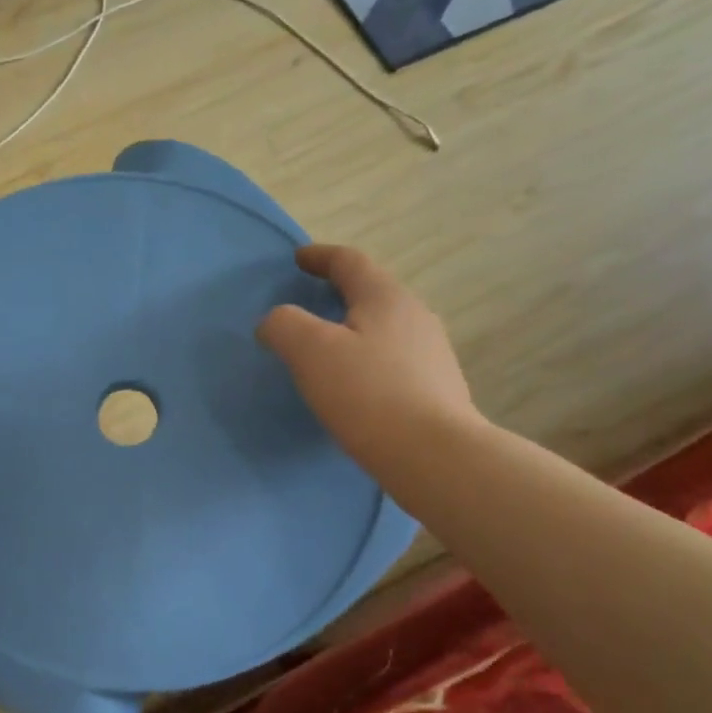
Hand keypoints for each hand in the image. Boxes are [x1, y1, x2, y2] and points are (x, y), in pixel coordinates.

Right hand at [257, 244, 481, 471]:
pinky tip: (355, 384)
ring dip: (354, 327)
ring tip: (328, 347)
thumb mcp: (310, 351)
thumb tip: (275, 322)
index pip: (349, 262)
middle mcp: (415, 315)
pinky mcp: (437, 388)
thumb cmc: (367, 394)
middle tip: (310, 302)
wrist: (434, 456)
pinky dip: (368, 358)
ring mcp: (432, 353)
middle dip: (340, 291)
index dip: (320, 256)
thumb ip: (284, 325)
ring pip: (384, 327)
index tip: (298, 259)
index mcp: (385, 297)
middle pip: (372, 291)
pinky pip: (393, 359)